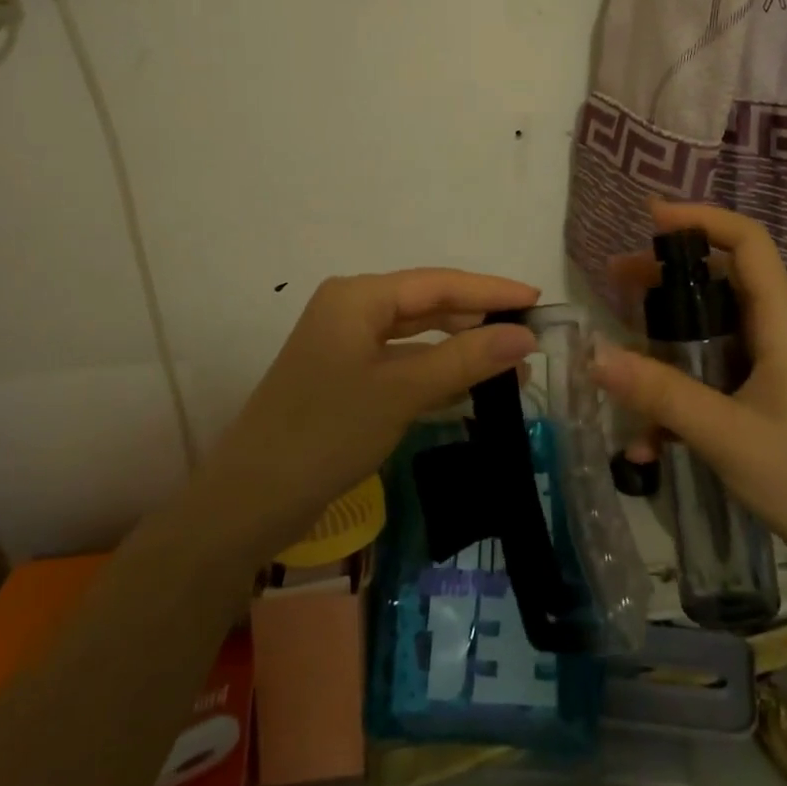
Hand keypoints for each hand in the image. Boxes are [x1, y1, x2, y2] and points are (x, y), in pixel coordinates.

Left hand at [203, 269, 539, 558]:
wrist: (249, 503)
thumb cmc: (326, 433)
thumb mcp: (401, 391)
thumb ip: (465, 358)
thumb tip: (526, 336)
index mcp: (358, 296)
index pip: (438, 282)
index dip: (490, 290)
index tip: (537, 299)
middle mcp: (352, 309)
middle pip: (428, 304)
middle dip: (478, 319)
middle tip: (529, 334)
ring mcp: (346, 345)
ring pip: (417, 335)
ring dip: (461, 348)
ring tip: (511, 364)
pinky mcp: (346, 378)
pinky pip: (403, 362)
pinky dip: (437, 371)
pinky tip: (471, 386)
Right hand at [591, 199, 786, 597]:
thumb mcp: (725, 435)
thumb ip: (660, 393)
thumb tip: (594, 354)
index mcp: (779, 323)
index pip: (748, 242)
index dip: (701, 219)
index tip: (650, 220)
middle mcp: (774, 334)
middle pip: (719, 280)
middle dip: (665, 278)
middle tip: (615, 282)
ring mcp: (768, 369)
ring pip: (708, 332)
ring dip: (663, 341)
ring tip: (617, 358)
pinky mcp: (761, 401)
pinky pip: (710, 378)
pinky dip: (677, 395)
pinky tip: (649, 445)